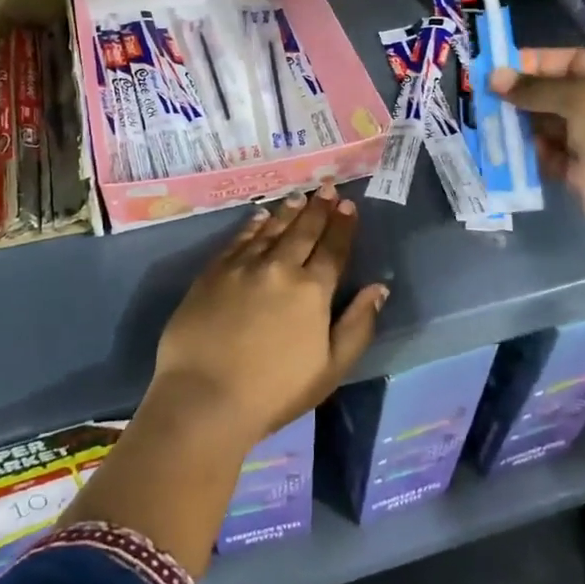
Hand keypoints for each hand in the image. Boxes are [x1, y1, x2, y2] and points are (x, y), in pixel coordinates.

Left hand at [150, 185, 387, 446]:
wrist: (204, 396)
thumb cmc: (274, 392)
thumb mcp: (330, 368)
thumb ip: (358, 325)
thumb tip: (379, 288)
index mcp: (312, 291)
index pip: (333, 250)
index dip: (343, 226)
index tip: (349, 205)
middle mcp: (280, 267)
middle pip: (304, 231)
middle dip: (319, 208)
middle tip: (328, 187)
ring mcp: (243, 266)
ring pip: (271, 229)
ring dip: (288, 211)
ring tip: (300, 196)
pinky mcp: (213, 272)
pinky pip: (238, 239)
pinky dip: (252, 225)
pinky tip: (260, 217)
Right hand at [489, 49, 584, 243]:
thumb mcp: (581, 98)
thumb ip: (535, 88)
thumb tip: (493, 77)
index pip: (570, 61)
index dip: (535, 62)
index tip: (498, 68)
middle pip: (556, 94)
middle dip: (522, 96)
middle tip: (484, 98)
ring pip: (548, 126)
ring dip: (520, 125)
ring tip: (489, 123)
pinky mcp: (582, 171)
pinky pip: (548, 155)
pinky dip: (529, 153)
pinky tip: (506, 150)